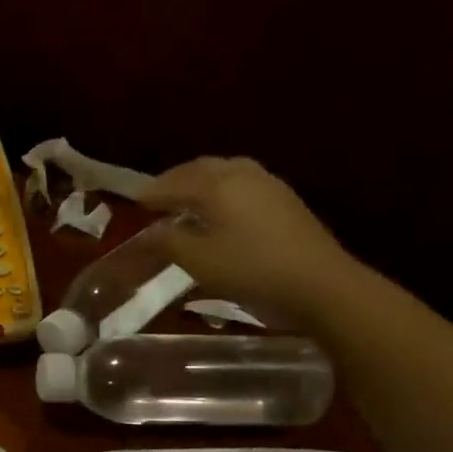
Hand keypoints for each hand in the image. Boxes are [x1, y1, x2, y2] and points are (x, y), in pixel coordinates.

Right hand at [140, 157, 356, 322]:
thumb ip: (167, 241)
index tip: (133, 203)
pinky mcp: (284, 199)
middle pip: (200, 168)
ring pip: (224, 171)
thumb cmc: (250, 269)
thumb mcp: (198, 260)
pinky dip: (220, 188)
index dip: (151, 193)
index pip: (173, 183)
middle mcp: (241, 174)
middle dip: (175, 180)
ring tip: (185, 200)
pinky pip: (242, 182)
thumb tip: (147, 232)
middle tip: (156, 197)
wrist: (319, 283)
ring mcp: (267, 184)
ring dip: (199, 181)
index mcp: (216, 185)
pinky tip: (219, 209)